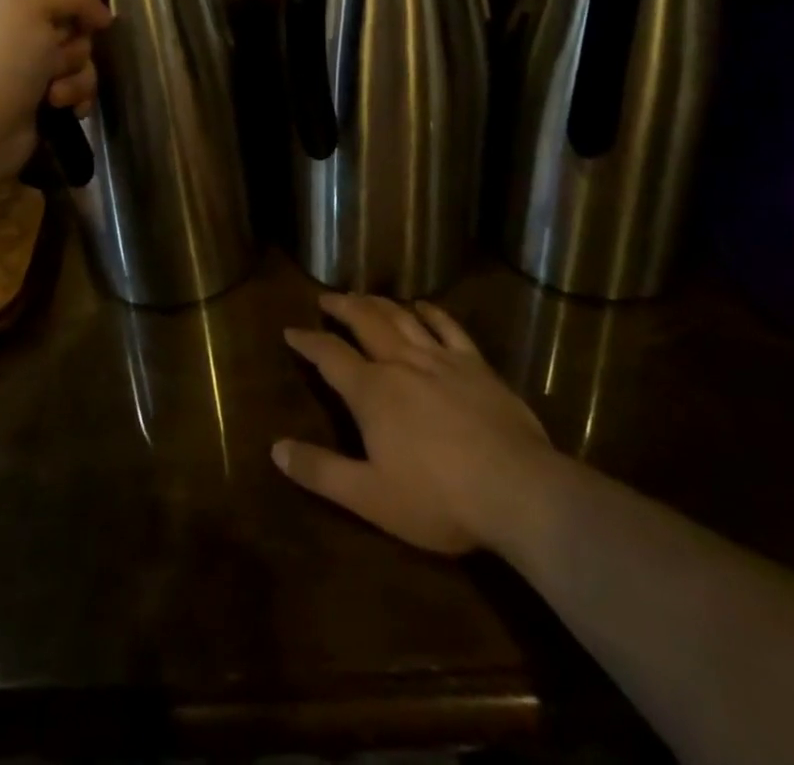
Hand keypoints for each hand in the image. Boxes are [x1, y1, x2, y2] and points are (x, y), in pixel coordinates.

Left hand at [0, 0, 110, 189]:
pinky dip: (74, 97)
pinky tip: (64, 108)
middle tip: (56, 60)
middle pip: (69, 25)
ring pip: (76, 59)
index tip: (83, 21)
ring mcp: (17, 67)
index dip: (73, 3)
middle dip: (74, 45)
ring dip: (77, 76)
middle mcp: (4, 28)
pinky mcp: (31, 101)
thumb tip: (102, 16)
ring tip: (56, 93)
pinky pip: (72, 88)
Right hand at [274, 292, 555, 554]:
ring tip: (364, 295)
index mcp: (372, 391)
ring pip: (402, 318)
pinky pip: (448, 327)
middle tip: (326, 297)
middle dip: (342, 307)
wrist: (517, 490)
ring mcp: (441, 359)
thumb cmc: (438, 499)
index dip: (308, 341)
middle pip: (365, 321)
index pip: (330, 356)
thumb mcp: (369, 497)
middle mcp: (401, 363)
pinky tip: (422, 305)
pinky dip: (431, 311)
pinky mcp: (476, 365)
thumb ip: (321, 471)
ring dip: (379, 303)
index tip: (291, 330)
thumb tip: (276, 449)